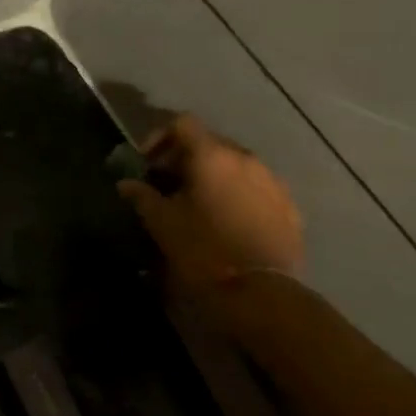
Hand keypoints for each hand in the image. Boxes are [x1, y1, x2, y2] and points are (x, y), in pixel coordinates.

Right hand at [117, 115, 304, 298]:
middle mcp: (245, 158)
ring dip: (214, 176)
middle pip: (210, 143)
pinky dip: (239, 194)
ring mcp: (272, 181)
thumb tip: (126, 184)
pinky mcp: (289, 206)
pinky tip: (229, 220)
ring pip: (236, 165)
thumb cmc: (203, 249)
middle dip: (186, 158)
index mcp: (212, 155)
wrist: (261, 292)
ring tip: (200, 203)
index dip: (159, 137)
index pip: (182, 124)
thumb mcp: (163, 223)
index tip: (147, 163)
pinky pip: (257, 188)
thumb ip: (142, 196)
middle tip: (169, 184)